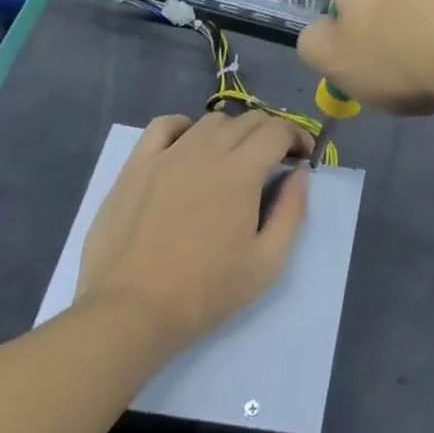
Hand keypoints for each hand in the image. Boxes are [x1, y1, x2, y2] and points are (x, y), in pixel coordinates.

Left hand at [75, 111, 310, 354]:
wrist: (130, 312)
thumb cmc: (205, 292)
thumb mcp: (267, 263)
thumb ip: (292, 212)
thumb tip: (300, 174)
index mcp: (241, 172)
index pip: (278, 130)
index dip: (298, 137)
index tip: (303, 157)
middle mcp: (206, 151)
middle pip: (248, 120)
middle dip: (271, 133)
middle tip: (275, 160)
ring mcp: (167, 155)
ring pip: (211, 121)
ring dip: (233, 132)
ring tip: (234, 158)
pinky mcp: (136, 165)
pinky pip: (164, 125)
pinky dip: (186, 127)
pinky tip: (189, 146)